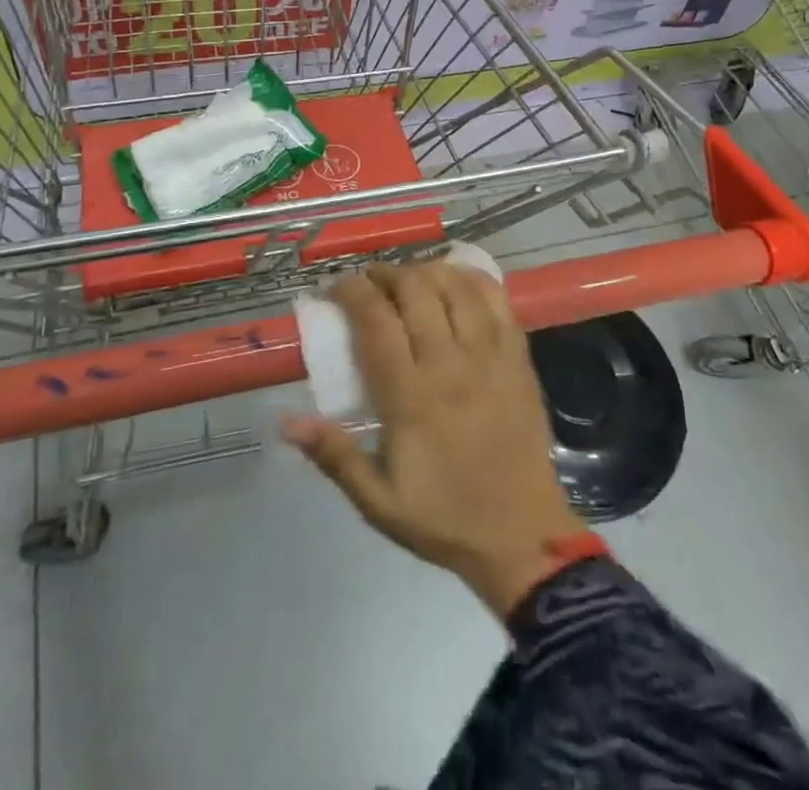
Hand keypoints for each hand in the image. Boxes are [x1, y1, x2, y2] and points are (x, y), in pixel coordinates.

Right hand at [283, 262, 583, 617]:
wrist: (523, 537)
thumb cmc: (444, 518)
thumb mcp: (378, 501)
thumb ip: (333, 455)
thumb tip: (285, 420)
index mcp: (410, 397)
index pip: (376, 321)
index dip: (353, 292)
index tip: (337, 287)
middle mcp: (450, 364)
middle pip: (416, 290)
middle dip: (386, 273)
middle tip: (371, 283)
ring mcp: (489, 356)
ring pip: (456, 286)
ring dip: (427, 270)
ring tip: (410, 279)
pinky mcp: (519, 358)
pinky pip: (498, 301)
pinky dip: (474, 279)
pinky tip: (458, 280)